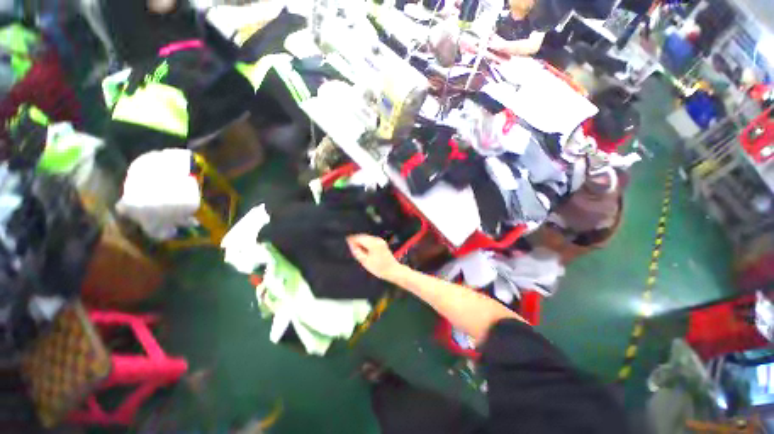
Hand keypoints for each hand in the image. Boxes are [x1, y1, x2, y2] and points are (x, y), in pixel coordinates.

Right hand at [347, 234, 403, 282]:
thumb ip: (357, 251)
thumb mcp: (365, 261)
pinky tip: (364, 250)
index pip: (359, 237)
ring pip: (367, 238)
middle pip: (363, 236)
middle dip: (357, 240)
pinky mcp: (382, 243)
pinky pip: (371, 240)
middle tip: (351, 247)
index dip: (352, 239)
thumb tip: (351, 244)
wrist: (393, 270)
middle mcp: (377, 239)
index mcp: (373, 243)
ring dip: (361, 242)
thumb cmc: (378, 268)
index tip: (346, 241)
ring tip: (357, 250)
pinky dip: (366, 243)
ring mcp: (380, 240)